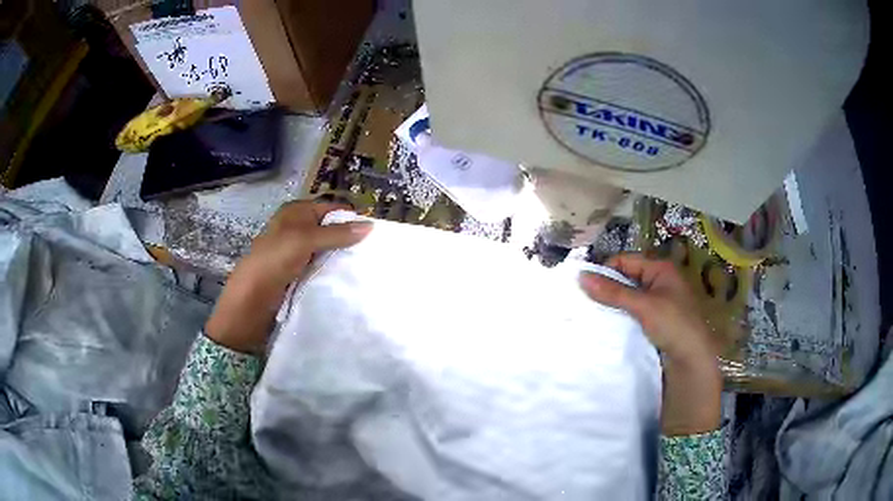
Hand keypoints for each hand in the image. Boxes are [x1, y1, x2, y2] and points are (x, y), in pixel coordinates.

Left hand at [205, 201, 372, 353]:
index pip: (331, 208)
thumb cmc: (274, 261)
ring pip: (327, 250)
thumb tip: (371, 226)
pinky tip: (349, 279)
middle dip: (349, 239)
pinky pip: (321, 267)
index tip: (373, 234)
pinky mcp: (298, 273)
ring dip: (342, 258)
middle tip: (373, 254)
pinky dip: (333, 271)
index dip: (350, 218)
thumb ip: (337, 233)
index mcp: (296, 212)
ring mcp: (297, 252)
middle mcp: (297, 228)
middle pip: (331, 229)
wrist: (250, 300)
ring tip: (366, 267)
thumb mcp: (305, 240)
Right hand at [579, 254, 721, 435]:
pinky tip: (607, 325)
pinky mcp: (655, 321)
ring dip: (612, 305)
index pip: (625, 260)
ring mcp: (658, 302)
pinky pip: (632, 313)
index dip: (605, 270)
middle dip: (606, 288)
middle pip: (626, 278)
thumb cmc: (673, 324)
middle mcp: (659, 281)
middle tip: (584, 301)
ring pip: (627, 297)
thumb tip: (580, 276)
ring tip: (591, 314)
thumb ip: (613, 292)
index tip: (584, 287)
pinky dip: (620, 317)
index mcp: (660, 269)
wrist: (693, 359)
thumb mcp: (643, 306)